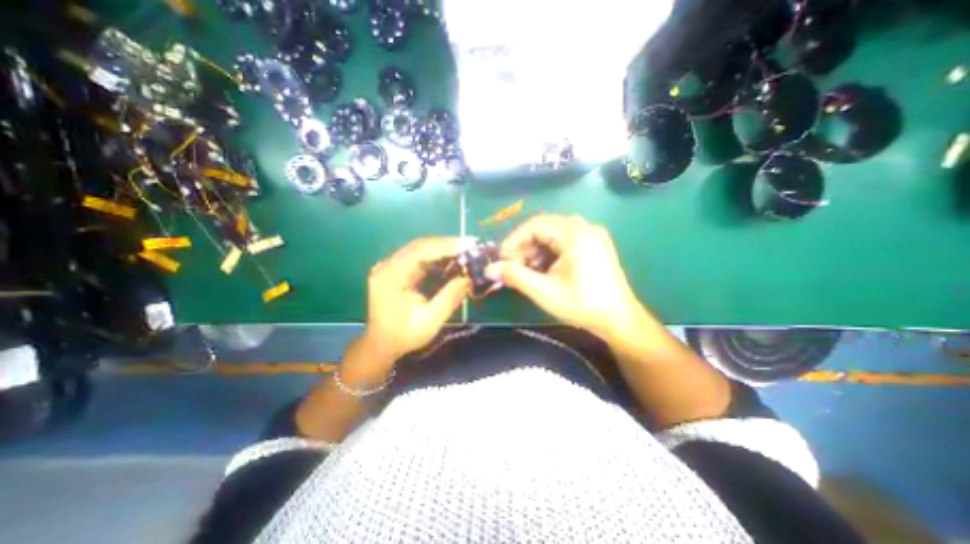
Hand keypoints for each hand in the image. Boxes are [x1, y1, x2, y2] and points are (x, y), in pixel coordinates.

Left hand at [364, 236, 469, 361]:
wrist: (381, 344)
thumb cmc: (404, 335)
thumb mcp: (430, 321)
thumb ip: (449, 298)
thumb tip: (468, 278)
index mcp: (391, 276)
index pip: (421, 250)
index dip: (446, 245)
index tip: (469, 244)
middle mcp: (387, 265)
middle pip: (420, 245)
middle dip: (447, 244)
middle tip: (470, 247)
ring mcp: (389, 266)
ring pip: (419, 248)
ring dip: (442, 249)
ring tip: (464, 252)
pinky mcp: (395, 269)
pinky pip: (418, 256)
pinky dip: (435, 257)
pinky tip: (450, 260)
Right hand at [494, 215, 641, 338]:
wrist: (618, 320)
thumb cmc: (581, 305)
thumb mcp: (543, 291)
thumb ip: (514, 276)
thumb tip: (489, 269)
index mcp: (575, 235)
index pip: (536, 225)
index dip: (515, 239)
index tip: (502, 257)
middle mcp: (585, 228)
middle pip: (545, 227)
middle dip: (525, 245)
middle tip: (512, 265)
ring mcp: (592, 236)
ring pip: (554, 234)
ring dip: (536, 249)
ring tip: (526, 269)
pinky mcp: (595, 245)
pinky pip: (565, 240)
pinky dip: (550, 252)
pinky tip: (543, 269)